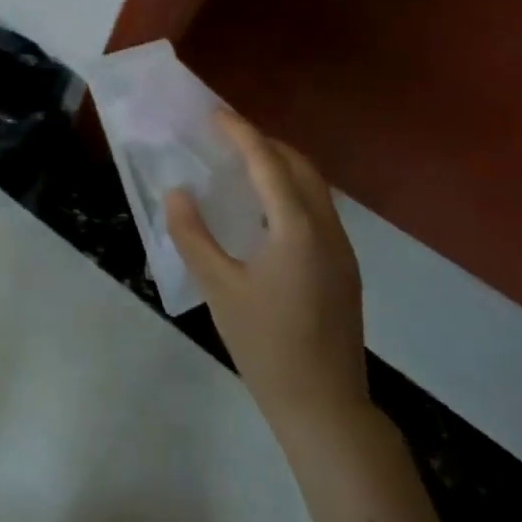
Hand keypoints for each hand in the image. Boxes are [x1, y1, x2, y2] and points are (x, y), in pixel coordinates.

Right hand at [166, 111, 367, 435]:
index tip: (215, 113)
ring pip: (315, 188)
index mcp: (297, 230)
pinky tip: (265, 209)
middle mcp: (326, 231)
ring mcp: (341, 251)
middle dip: (265, 143)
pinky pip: (318, 210)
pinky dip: (291, 191)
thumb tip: (177, 192)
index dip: (241, 133)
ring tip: (242, 163)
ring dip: (281, 166)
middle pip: (300, 168)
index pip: (268, 164)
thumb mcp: (218, 288)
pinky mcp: (343, 270)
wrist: (325, 408)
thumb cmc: (266, 345)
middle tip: (226, 136)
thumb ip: (193, 235)